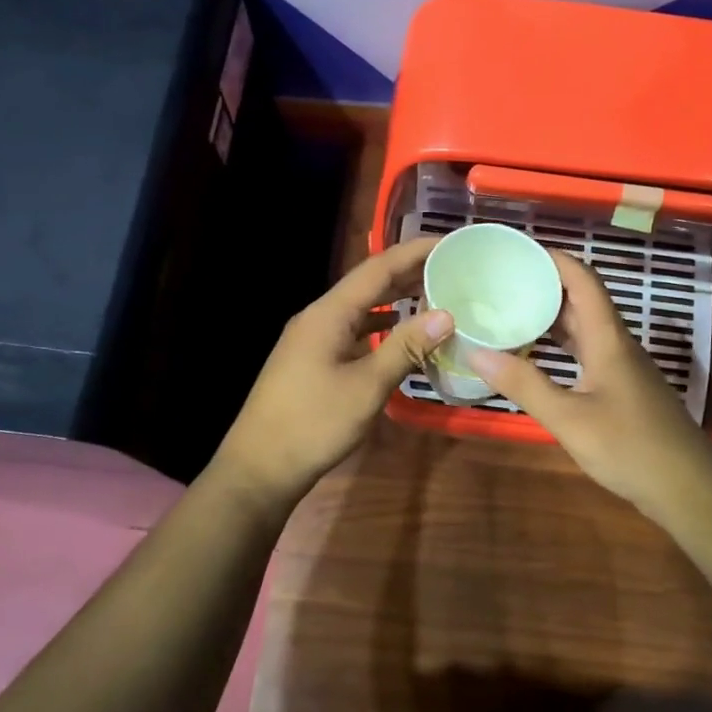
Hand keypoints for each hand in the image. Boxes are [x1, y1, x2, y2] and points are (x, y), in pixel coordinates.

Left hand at [212, 236, 450, 507]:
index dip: (414, 251)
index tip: (450, 242)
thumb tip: (446, 314)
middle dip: (408, 272)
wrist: (259, 468)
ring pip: (360, 309)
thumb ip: (405, 347)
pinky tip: (400, 334)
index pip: (377, 269)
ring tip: (434, 293)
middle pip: (368, 284)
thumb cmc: (313, 424)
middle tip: (451, 266)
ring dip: (395, 299)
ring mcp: (312, 340)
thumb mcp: (367, 386)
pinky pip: (353, 332)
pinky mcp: (312, 361)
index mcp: (328, 314)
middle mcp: (318, 318)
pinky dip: (381, 327)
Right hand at [470, 252, 711, 526]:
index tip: (518, 250)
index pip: (583, 281)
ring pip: (585, 329)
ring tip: (510, 313)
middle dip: (545, 286)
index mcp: (608, 339)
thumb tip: (476, 352)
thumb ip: (524, 384)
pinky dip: (561, 347)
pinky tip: (537, 358)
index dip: (554, 259)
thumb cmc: (629, 448)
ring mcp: (623, 368)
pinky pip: (587, 353)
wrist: (687, 488)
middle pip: (582, 301)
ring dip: (552, 317)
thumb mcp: (569, 418)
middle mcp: (617, 345)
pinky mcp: (623, 390)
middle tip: (501, 282)